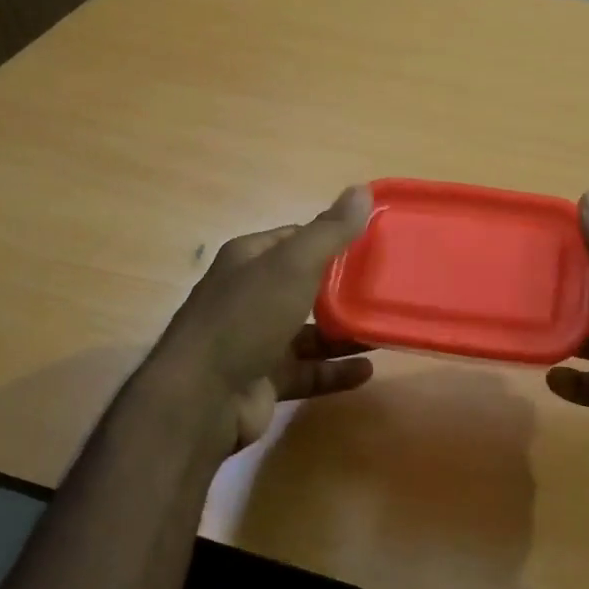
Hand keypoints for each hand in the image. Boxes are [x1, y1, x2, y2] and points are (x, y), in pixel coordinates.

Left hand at [141, 186, 374, 462]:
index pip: (296, 239)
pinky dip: (335, 371)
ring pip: (309, 332)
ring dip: (343, 332)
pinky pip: (308, 372)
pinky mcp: (264, 380)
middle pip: (304, 286)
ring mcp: (256, 340)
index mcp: (249, 260)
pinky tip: (367, 370)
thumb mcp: (292, 265)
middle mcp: (250, 296)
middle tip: (386, 288)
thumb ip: (330, 231)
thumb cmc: (246, 318)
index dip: (332, 238)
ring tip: (384, 329)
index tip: (373, 243)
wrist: (201, 398)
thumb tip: (362, 189)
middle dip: (343, 288)